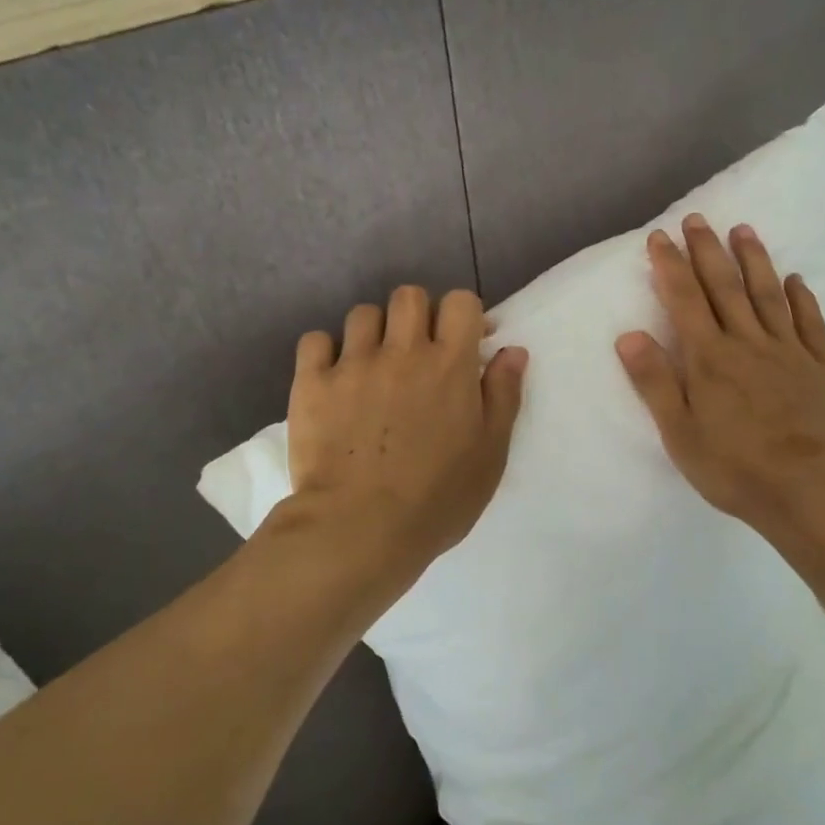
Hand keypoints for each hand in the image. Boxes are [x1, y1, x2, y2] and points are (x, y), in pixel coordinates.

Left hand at [282, 285, 527, 587]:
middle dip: (418, 315)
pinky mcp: (312, 383)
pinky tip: (334, 377)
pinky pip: (315, 341)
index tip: (464, 341)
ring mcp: (353, 364)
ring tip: (374, 366)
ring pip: (362, 314)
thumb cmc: (438, 497)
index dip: (464, 315)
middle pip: (409, 296)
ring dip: (374, 332)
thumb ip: (503, 395)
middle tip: (418, 351)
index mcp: (450, 364)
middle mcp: (402, 351)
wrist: (361, 528)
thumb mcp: (491, 453)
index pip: (460, 302)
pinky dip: (326, 352)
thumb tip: (512, 350)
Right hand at [616, 215, 824, 551]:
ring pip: (768, 295)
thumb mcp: (680, 434)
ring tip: (743, 229)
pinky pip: (809, 323)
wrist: (811, 492)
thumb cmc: (735, 468)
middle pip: (725, 287)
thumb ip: (655, 382)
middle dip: (707, 251)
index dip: (670, 266)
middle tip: (697, 219)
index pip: (685, 300)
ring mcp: (789, 352)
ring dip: (754, 260)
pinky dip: (800, 298)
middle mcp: (748, 343)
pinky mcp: (819, 367)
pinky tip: (794, 280)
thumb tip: (628, 335)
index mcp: (710, 358)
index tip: (659, 237)